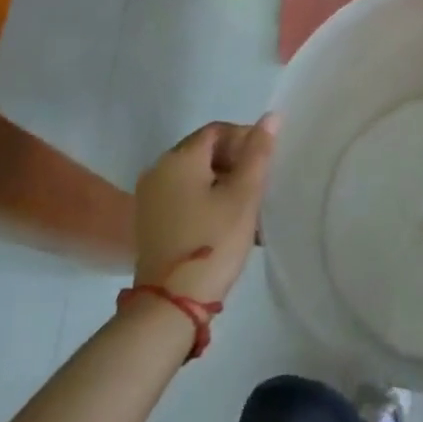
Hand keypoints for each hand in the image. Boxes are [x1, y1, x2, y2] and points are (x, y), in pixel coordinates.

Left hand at [132, 116, 276, 304]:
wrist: (170, 305)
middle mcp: (159, 170)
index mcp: (179, 158)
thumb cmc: (212, 242)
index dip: (245, 140)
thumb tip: (271, 116)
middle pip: (205, 151)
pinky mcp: (151, 221)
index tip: (265, 165)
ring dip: (224, 184)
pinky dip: (207, 200)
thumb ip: (258, 153)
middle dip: (236, 163)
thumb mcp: (244, 195)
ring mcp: (151, 197)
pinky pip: (185, 195)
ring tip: (248, 209)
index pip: (218, 131)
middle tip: (259, 187)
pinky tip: (227, 223)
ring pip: (197, 176)